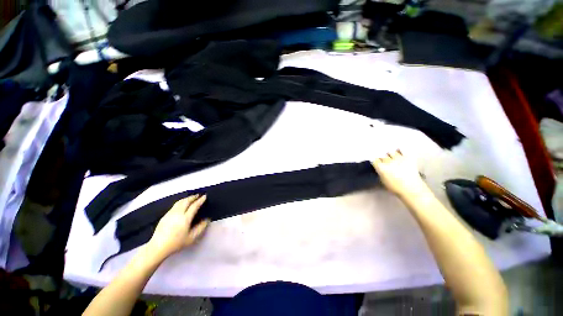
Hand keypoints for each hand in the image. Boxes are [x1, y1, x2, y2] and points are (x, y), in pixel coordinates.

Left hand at [146, 195, 209, 259]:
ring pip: (179, 202)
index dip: (200, 200)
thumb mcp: (192, 238)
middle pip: (186, 201)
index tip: (205, 196)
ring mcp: (170, 214)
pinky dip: (181, 202)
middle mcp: (177, 213)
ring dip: (187, 198)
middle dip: (193, 197)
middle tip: (199, 195)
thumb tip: (207, 219)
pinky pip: (174, 205)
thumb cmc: (176, 243)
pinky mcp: (165, 215)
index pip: (194, 206)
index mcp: (185, 219)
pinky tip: (182, 204)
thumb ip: (201, 228)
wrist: (158, 247)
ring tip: (191, 198)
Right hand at [371, 150, 427, 196]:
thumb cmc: (395, 187)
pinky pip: (402, 151)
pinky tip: (399, 152)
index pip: (374, 160)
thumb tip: (379, 167)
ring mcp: (399, 159)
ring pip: (391, 152)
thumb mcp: (383, 180)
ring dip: (390, 154)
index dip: (375, 160)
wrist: (412, 188)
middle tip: (383, 159)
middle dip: (382, 157)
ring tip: (392, 156)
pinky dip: (400, 151)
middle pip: (382, 155)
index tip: (376, 162)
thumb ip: (380, 172)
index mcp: (381, 168)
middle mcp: (389, 161)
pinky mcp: (408, 158)